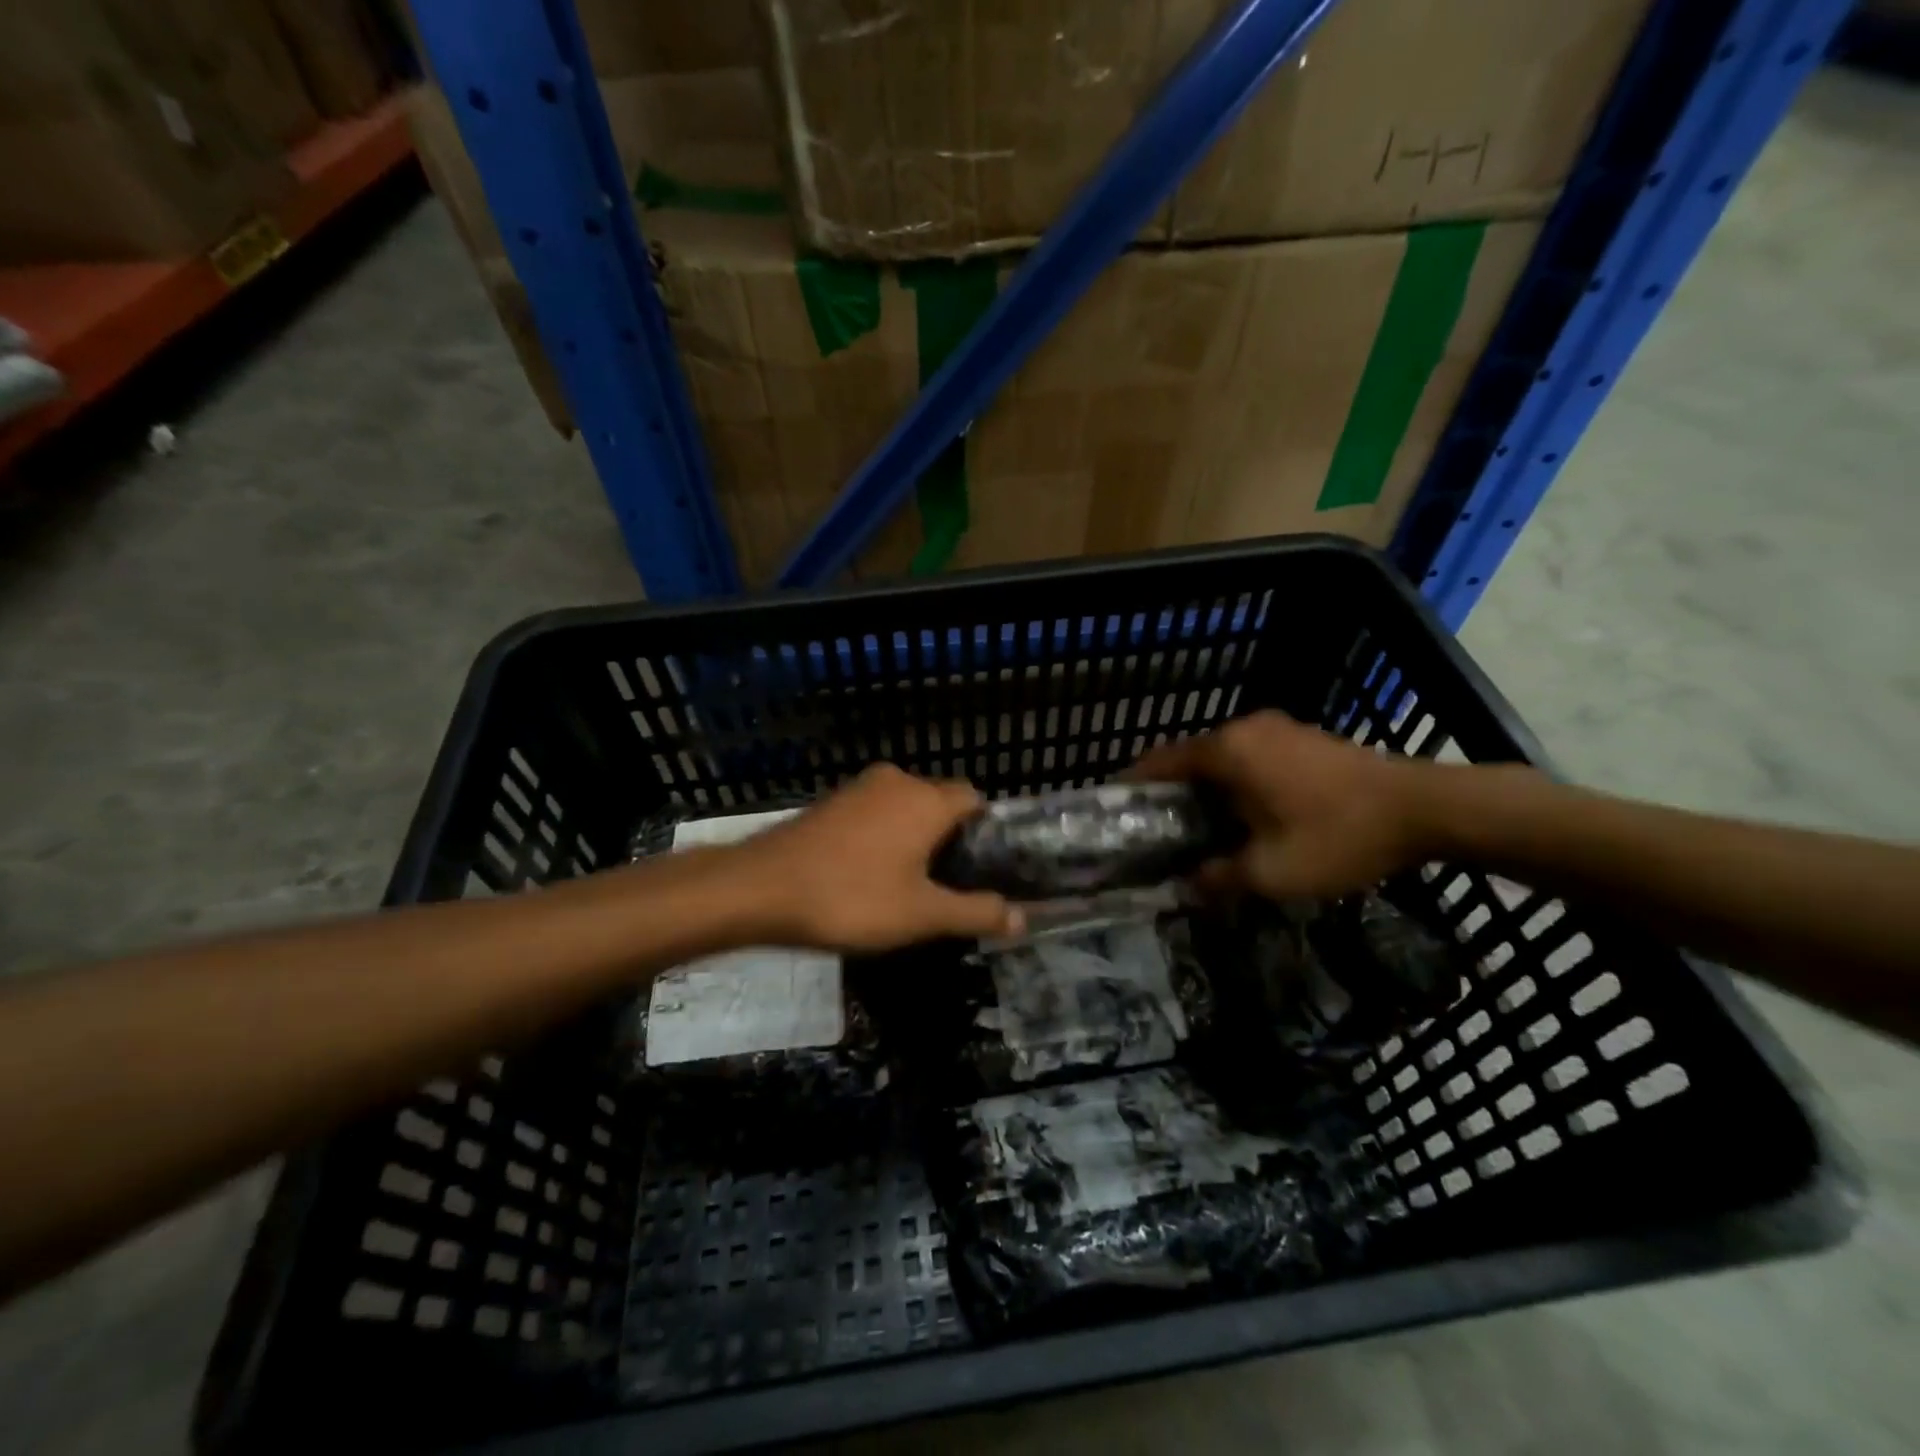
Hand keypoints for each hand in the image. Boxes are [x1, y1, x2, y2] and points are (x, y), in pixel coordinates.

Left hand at [740, 764, 1022, 950]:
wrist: (762, 888)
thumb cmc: (853, 898)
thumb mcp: (922, 915)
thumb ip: (975, 912)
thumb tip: (1022, 917)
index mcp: (927, 799)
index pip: (974, 799)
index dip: (984, 831)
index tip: (982, 867)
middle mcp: (897, 782)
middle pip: (939, 801)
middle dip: (948, 837)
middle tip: (948, 882)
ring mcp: (859, 789)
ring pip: (904, 806)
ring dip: (913, 835)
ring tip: (910, 882)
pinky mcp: (830, 802)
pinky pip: (873, 812)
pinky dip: (882, 834)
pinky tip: (869, 871)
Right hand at [1128, 712, 1436, 900]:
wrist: (1426, 808)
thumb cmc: (1337, 836)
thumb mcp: (1271, 871)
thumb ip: (1219, 878)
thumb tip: (1184, 888)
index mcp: (1228, 751)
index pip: (1161, 761)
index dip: (1134, 783)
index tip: (1115, 808)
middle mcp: (1247, 729)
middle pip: (1191, 757)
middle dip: (1170, 790)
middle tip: (1156, 828)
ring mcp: (1280, 729)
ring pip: (1224, 757)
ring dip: (1206, 786)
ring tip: (1196, 825)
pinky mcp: (1306, 738)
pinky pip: (1253, 757)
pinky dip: (1237, 780)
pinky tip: (1245, 813)